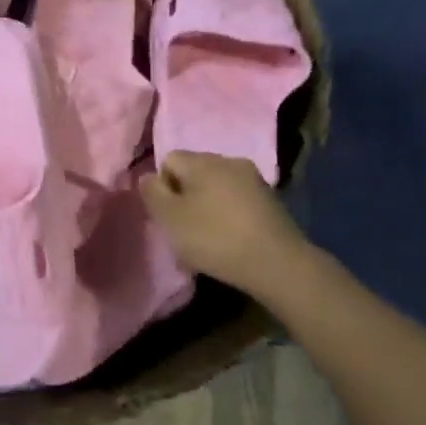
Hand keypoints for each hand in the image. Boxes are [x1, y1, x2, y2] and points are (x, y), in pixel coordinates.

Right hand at [139, 152, 315, 296]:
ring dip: (207, 206)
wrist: (278, 264)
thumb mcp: (170, 218)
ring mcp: (254, 179)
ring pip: (216, 187)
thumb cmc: (215, 238)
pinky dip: (228, 215)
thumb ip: (152, 193)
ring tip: (208, 238)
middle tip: (185, 229)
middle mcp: (229, 160)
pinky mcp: (271, 200)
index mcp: (203, 160)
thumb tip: (148, 177)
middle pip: (194, 172)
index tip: (168, 215)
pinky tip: (230, 239)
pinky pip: (237, 201)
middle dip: (185, 196)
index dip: (163, 187)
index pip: (169, 160)